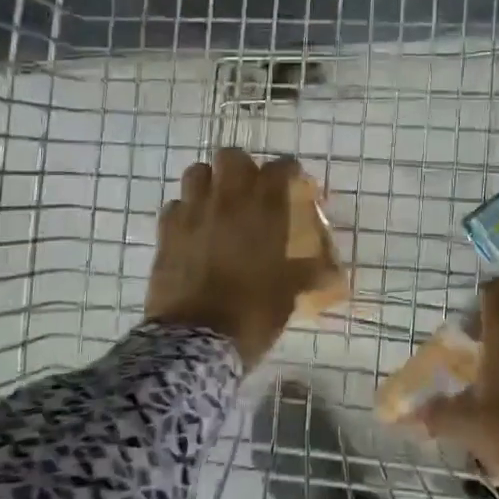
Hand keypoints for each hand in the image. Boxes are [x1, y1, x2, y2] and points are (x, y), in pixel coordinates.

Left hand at [146, 148, 327, 366]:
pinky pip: (175, 206)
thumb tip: (332, 272)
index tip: (293, 181)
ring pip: (197, 173)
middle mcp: (228, 201)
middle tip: (251, 188)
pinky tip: (193, 229)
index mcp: (264, 210)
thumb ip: (310, 273)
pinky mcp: (166, 232)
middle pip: (232, 157)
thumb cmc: (252, 313)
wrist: (196, 340)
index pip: (279, 169)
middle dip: (243, 167)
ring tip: (218, 202)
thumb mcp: (290, 294)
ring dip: (210, 181)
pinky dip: (186, 211)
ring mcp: (193, 213)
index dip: (288, 170)